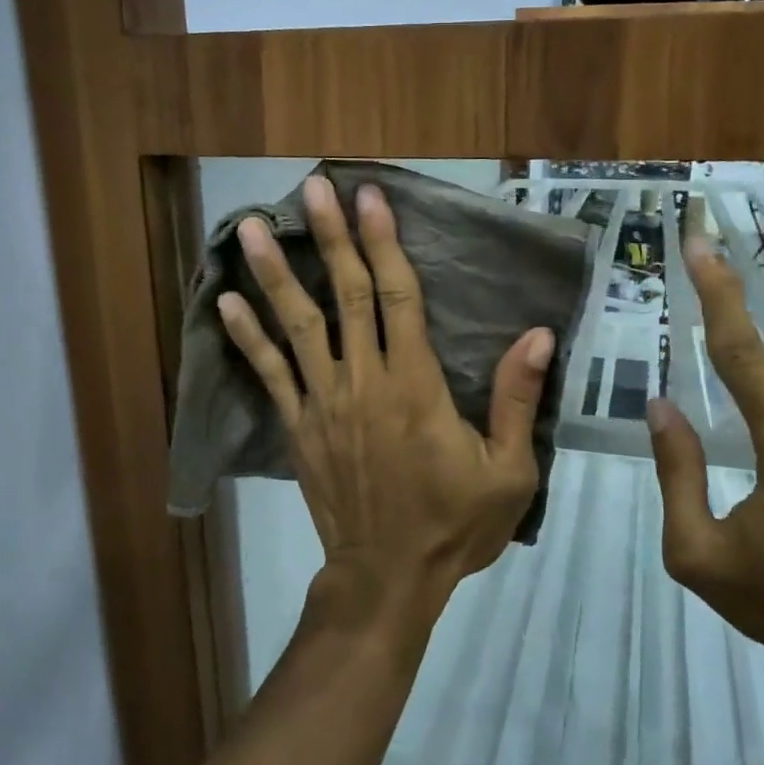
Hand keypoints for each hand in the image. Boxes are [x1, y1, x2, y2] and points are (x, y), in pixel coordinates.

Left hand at [218, 176, 555, 633]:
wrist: (387, 577)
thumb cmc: (454, 525)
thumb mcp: (508, 472)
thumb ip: (517, 400)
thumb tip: (538, 335)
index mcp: (416, 386)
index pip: (399, 297)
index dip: (384, 243)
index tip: (370, 198)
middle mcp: (364, 381)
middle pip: (347, 295)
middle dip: (330, 236)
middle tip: (311, 186)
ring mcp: (323, 403)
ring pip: (297, 325)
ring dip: (274, 273)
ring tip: (249, 226)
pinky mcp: (298, 428)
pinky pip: (269, 374)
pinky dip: (246, 337)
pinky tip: (225, 302)